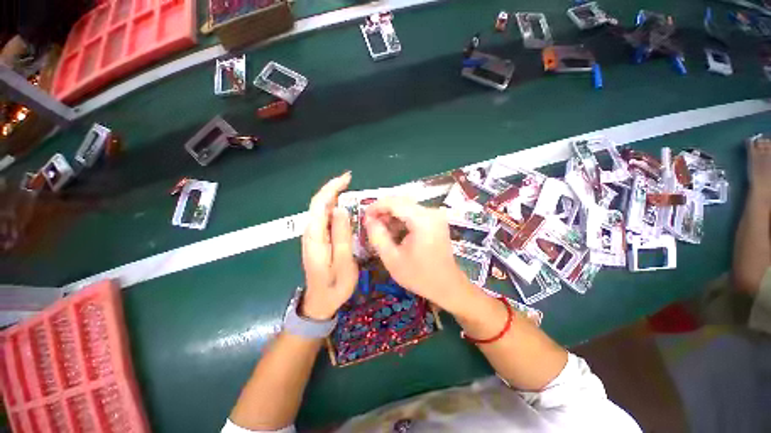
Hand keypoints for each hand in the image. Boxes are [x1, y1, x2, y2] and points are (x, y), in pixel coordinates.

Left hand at [300, 172, 358, 320]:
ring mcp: (314, 236)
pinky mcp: (319, 239)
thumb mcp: (343, 262)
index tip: (347, 178)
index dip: (331, 188)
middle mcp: (311, 232)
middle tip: (351, 181)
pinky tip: (346, 208)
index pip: (319, 204)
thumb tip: (340, 209)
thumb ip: (341, 236)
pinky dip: (335, 208)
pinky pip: (326, 218)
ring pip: (322, 210)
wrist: (321, 302)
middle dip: (334, 189)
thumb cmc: (334, 285)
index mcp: (315, 237)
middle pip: (319, 204)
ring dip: (335, 197)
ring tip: (351, 191)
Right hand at [364, 197, 472, 311]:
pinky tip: (395, 232)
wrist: (447, 285)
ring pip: (406, 206)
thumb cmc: (419, 276)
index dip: (376, 206)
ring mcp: (435, 215)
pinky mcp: (436, 219)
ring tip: (382, 231)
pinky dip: (402, 219)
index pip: (394, 203)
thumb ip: (377, 236)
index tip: (364, 217)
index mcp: (422, 220)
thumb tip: (368, 219)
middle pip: (401, 202)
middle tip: (371, 225)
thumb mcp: (392, 259)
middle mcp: (431, 212)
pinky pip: (414, 213)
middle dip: (383, 211)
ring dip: (392, 215)